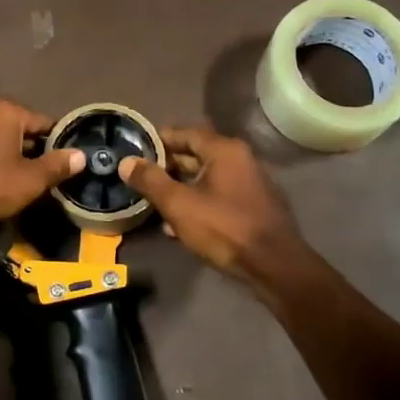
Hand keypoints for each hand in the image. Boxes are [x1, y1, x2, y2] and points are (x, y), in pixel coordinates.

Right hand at [118, 127, 302, 282]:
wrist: (274, 266)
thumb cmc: (224, 229)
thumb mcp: (179, 205)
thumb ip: (151, 181)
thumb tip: (126, 162)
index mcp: (224, 150)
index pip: (184, 133)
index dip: (158, 140)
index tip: (135, 151)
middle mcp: (240, 159)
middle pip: (196, 155)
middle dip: (167, 167)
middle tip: (140, 179)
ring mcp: (249, 183)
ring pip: (206, 178)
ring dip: (180, 188)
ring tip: (153, 203)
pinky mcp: (252, 206)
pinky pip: (218, 196)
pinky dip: (197, 202)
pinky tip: (178, 224)